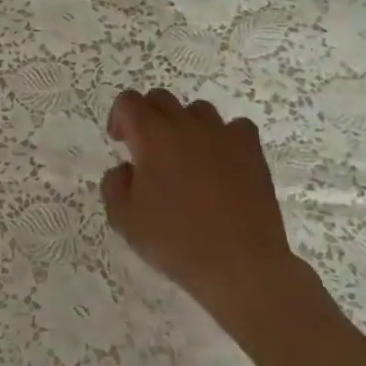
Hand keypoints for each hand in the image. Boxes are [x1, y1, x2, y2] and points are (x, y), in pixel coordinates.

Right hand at [100, 90, 316, 332]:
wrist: (242, 267)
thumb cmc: (177, 241)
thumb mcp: (124, 219)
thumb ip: (113, 184)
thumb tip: (126, 169)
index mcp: (152, 135)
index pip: (128, 101)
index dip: (119, 117)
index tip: (121, 144)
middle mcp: (186, 125)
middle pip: (161, 98)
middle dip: (148, 117)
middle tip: (148, 151)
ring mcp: (223, 136)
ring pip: (197, 110)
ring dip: (185, 125)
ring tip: (186, 157)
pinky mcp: (252, 152)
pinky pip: (236, 128)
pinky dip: (225, 138)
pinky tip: (222, 162)